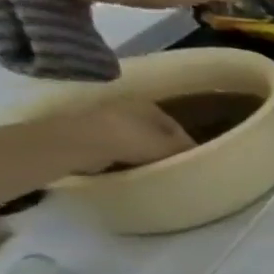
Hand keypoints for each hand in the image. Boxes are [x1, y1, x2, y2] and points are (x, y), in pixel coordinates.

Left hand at [48, 97, 194, 172]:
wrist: (78, 143)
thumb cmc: (131, 140)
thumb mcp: (168, 146)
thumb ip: (184, 149)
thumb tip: (195, 153)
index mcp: (150, 106)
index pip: (177, 128)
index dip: (186, 145)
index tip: (189, 161)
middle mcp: (127, 107)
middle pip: (154, 132)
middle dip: (163, 147)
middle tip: (171, 165)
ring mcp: (105, 117)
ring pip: (135, 138)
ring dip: (143, 151)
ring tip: (150, 167)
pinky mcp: (88, 131)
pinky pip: (116, 144)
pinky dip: (123, 154)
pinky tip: (128, 165)